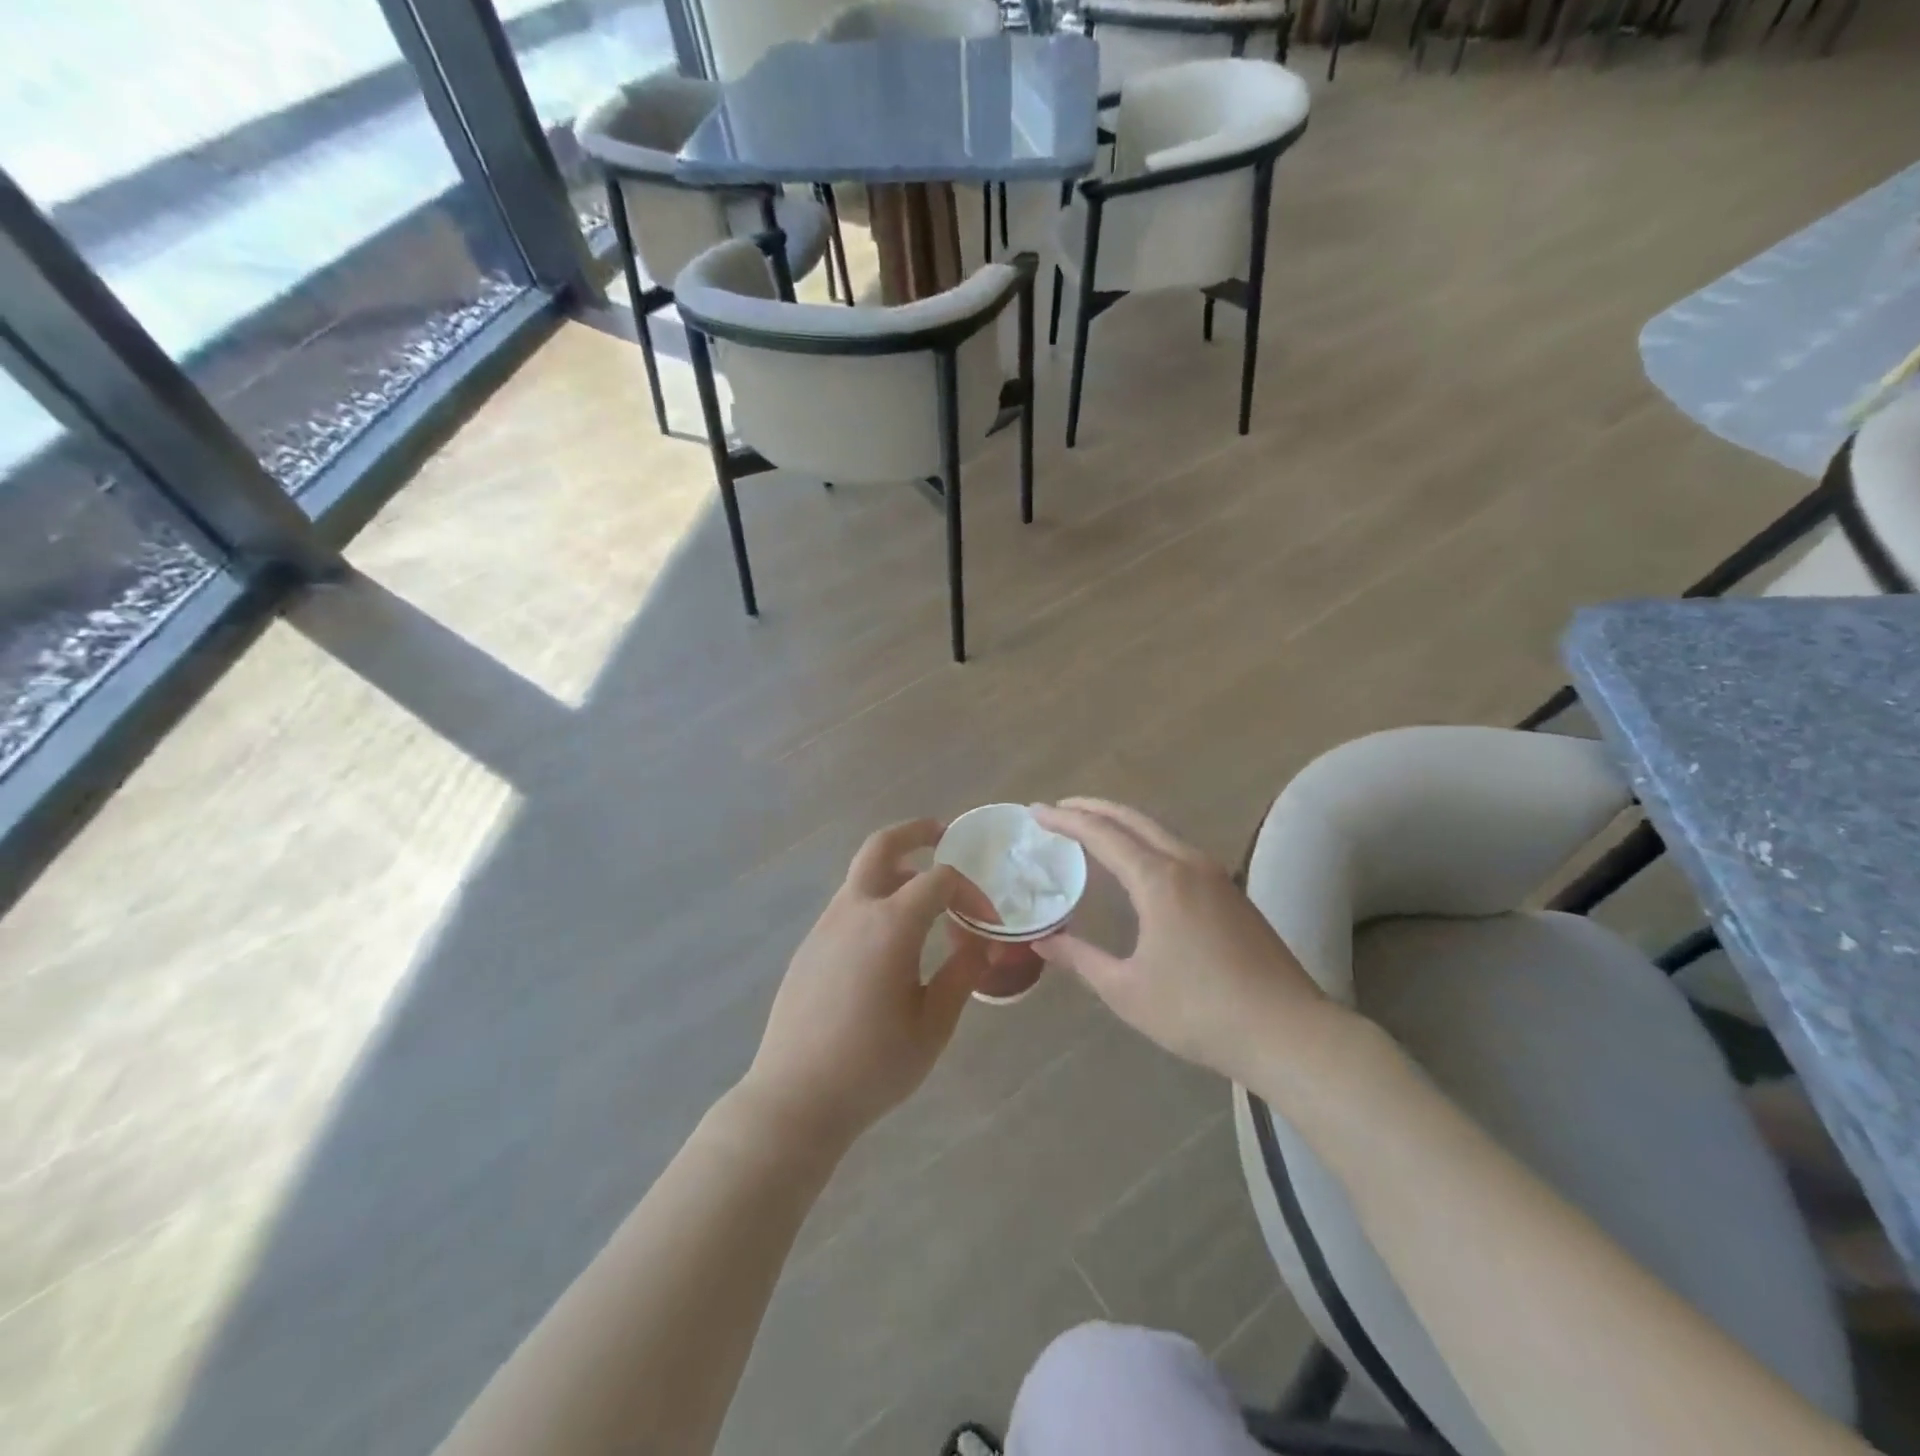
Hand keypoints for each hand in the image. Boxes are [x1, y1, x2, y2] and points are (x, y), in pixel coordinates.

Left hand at [742, 819, 994, 1145]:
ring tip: (926, 899)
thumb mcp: (933, 1025)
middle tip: (942, 834)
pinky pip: (848, 906)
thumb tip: (984, 943)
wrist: (794, 1097)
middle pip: (881, 847)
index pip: (940, 881)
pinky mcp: (809, 946)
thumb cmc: (873, 1065)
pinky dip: (876, 901)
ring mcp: (825, 926)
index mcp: (890, 925)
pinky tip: (890, 942)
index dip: (972, 892)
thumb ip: (962, 974)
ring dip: (896, 871)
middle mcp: (854, 911)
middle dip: (914, 833)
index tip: (989, 922)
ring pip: (862, 876)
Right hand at [1032, 799, 1333, 1086]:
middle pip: (1133, 820)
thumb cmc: (1199, 1012)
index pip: (1102, 835)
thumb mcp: (1127, 990)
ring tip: (1094, 831)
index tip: (1036, 812)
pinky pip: (1178, 851)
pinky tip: (1140, 865)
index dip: (1066, 821)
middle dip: (1094, 809)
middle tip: (1060, 809)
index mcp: (1159, 880)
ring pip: (1160, 833)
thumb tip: (1042, 941)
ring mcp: (1216, 877)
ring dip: (1123, 824)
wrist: (1288, 1032)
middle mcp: (1188, 864)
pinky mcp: (1232, 894)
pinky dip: (1147, 844)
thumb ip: (1080, 959)